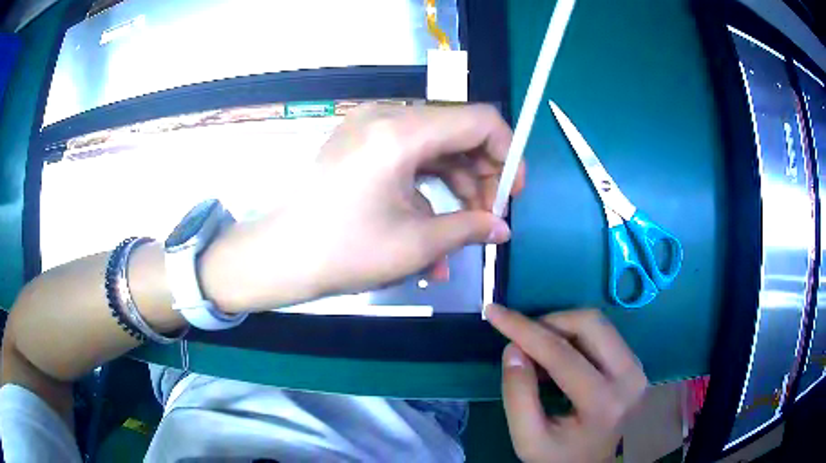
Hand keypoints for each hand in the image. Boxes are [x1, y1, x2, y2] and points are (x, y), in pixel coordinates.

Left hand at [201, 104, 525, 311]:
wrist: (278, 258)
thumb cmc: (344, 252)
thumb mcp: (415, 244)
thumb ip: (469, 227)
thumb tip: (502, 228)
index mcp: (400, 132)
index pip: (479, 120)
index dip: (508, 153)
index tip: (513, 193)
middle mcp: (385, 117)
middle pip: (457, 132)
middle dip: (481, 176)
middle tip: (488, 219)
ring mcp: (368, 129)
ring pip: (434, 148)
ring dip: (455, 188)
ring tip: (461, 235)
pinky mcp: (359, 145)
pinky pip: (407, 158)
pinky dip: (426, 189)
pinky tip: (430, 229)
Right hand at [485, 305, 646, 462]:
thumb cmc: (558, 457)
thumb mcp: (527, 438)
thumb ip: (517, 396)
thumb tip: (513, 348)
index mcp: (603, 404)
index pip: (562, 355)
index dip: (525, 330)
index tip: (495, 312)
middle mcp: (629, 378)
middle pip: (590, 324)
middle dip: (549, 322)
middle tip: (521, 339)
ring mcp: (637, 368)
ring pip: (598, 323)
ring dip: (561, 327)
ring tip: (538, 352)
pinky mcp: (635, 364)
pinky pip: (603, 334)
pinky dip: (574, 336)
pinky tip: (558, 357)